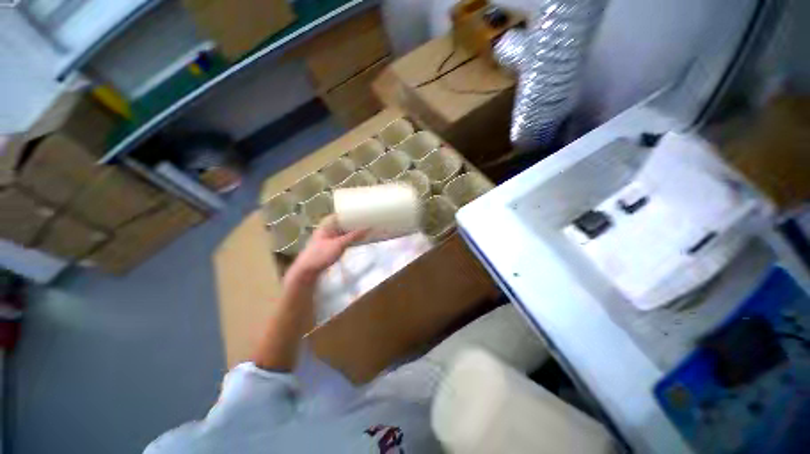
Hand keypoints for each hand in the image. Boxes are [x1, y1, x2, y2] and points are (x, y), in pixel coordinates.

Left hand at [286, 215, 366, 283]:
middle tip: (367, 221)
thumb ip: (353, 236)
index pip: (340, 214)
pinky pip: (343, 240)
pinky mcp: (330, 247)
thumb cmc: (321, 254)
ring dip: (352, 232)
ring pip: (343, 232)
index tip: (361, 212)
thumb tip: (368, 228)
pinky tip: (358, 240)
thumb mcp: (339, 244)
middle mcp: (328, 229)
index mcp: (327, 225)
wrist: (306, 271)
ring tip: (366, 230)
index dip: (350, 213)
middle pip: (342, 223)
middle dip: (353, 223)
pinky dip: (350, 239)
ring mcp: (329, 238)